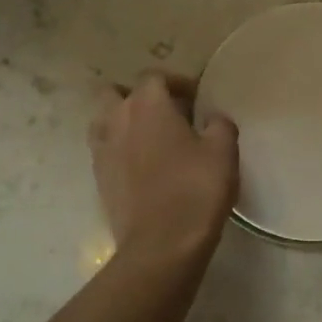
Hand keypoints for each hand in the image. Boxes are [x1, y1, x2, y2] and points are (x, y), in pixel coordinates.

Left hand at [89, 72, 238, 265]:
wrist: (161, 245)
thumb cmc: (195, 189)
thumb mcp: (223, 151)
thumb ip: (219, 124)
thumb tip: (212, 119)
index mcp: (148, 104)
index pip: (155, 76)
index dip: (176, 82)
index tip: (196, 98)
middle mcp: (118, 119)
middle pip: (117, 93)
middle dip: (139, 97)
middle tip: (167, 114)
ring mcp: (102, 149)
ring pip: (104, 120)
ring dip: (123, 121)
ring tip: (150, 139)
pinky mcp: (98, 178)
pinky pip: (104, 150)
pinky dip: (119, 149)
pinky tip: (141, 166)